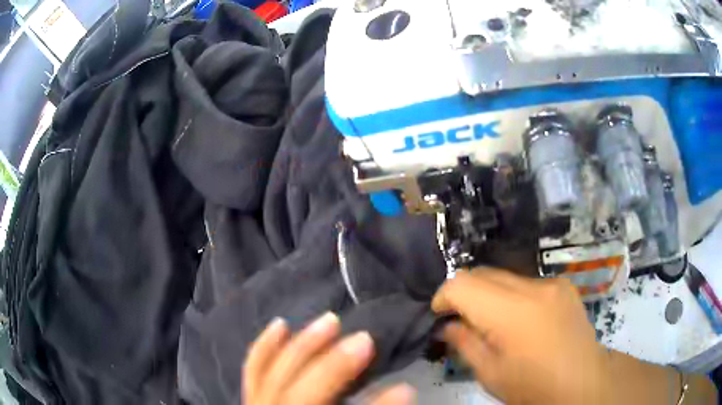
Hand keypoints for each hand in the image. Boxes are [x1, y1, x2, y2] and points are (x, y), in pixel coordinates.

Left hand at [243, 312, 414, 404]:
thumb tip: (404, 392)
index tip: (406, 389)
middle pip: (301, 396)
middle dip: (334, 366)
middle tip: (365, 339)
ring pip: (272, 375)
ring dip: (302, 347)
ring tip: (329, 321)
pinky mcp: (251, 399)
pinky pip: (253, 371)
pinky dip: (266, 348)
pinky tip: (280, 326)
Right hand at [432, 269, 611, 403]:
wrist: (582, 382)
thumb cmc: (532, 386)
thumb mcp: (490, 373)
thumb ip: (464, 343)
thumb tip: (447, 324)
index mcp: (512, 313)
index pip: (463, 283)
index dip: (444, 296)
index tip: (439, 315)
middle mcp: (533, 287)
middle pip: (484, 273)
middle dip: (465, 292)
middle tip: (461, 319)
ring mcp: (552, 282)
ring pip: (505, 276)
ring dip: (490, 295)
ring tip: (493, 322)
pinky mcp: (564, 285)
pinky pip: (527, 282)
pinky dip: (513, 296)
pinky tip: (521, 320)